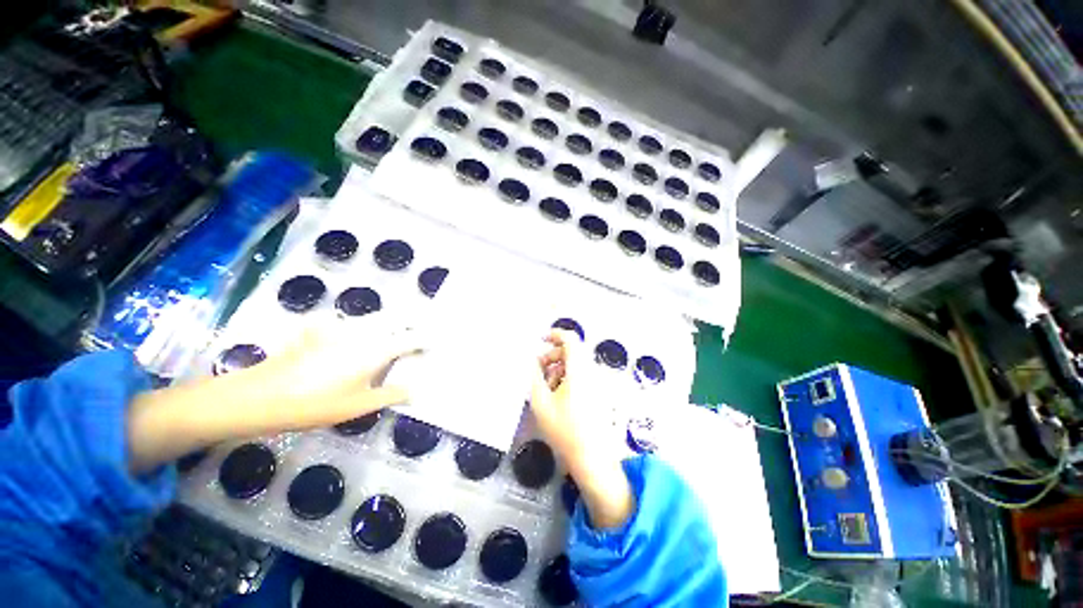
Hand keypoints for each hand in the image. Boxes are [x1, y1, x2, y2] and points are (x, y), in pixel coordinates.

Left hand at [267, 319, 424, 417]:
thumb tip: (416, 391)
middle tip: (420, 327)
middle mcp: (363, 332)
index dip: (427, 339)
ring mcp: (339, 327)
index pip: (412, 338)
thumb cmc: (316, 404)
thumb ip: (391, 395)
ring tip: (393, 329)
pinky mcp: (318, 329)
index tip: (436, 342)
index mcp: (377, 349)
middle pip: (396, 318)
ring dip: (388, 321)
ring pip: (373, 317)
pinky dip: (355, 325)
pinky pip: (345, 321)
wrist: (261, 396)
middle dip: (412, 320)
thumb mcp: (359, 405)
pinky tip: (347, 334)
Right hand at [530, 329, 612, 466]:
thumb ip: (535, 376)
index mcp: (579, 369)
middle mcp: (592, 371)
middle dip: (553, 356)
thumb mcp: (541, 401)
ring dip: (559, 368)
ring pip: (576, 364)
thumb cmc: (564, 429)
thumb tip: (534, 360)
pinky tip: (559, 396)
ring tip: (546, 388)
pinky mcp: (600, 393)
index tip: (541, 340)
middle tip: (538, 371)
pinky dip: (569, 377)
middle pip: (572, 351)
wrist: (593, 459)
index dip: (555, 334)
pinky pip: (583, 375)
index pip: (570, 338)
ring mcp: (599, 382)